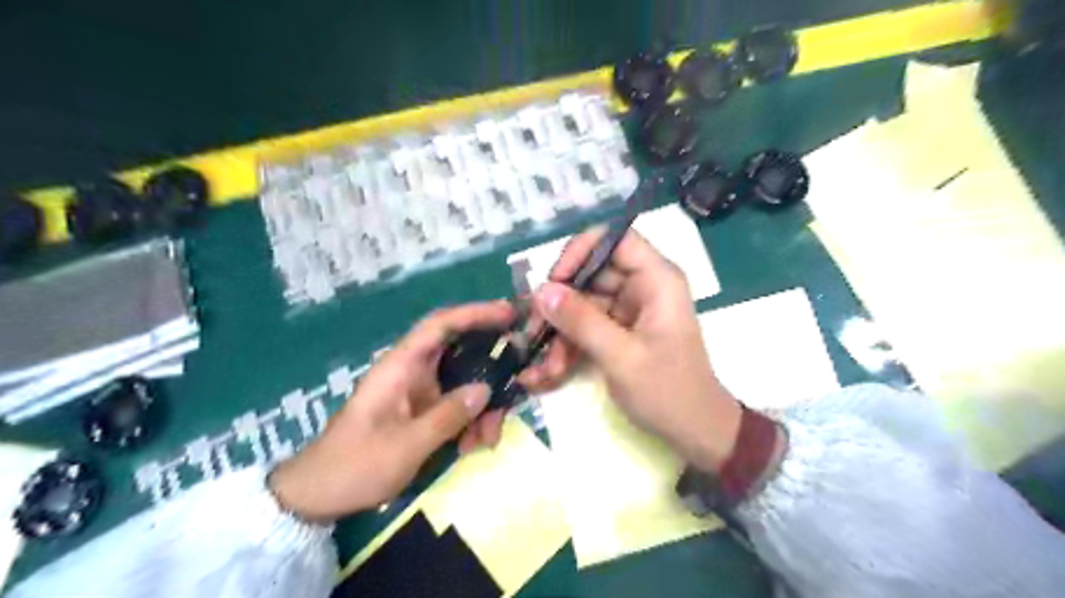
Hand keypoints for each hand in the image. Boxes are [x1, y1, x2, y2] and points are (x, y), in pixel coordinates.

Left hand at [268, 302, 513, 520]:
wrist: (319, 496)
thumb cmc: (354, 466)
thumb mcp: (405, 446)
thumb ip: (448, 416)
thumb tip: (486, 388)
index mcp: (400, 367)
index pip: (440, 326)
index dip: (475, 314)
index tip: (509, 313)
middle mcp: (413, 372)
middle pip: (462, 353)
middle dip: (491, 370)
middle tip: (516, 387)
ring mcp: (420, 392)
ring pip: (465, 384)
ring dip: (483, 407)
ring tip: (487, 439)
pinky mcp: (424, 412)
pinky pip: (458, 406)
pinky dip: (472, 423)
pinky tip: (473, 447)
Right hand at [518, 226, 742, 471]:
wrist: (696, 432)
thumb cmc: (669, 392)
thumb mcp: (622, 357)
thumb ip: (581, 321)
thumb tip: (541, 290)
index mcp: (657, 280)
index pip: (616, 238)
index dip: (581, 251)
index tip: (553, 281)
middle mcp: (643, 286)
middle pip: (591, 273)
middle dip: (561, 302)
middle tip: (534, 329)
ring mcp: (631, 309)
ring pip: (583, 302)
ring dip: (561, 331)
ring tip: (545, 365)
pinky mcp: (620, 330)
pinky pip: (587, 324)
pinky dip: (570, 344)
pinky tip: (552, 370)